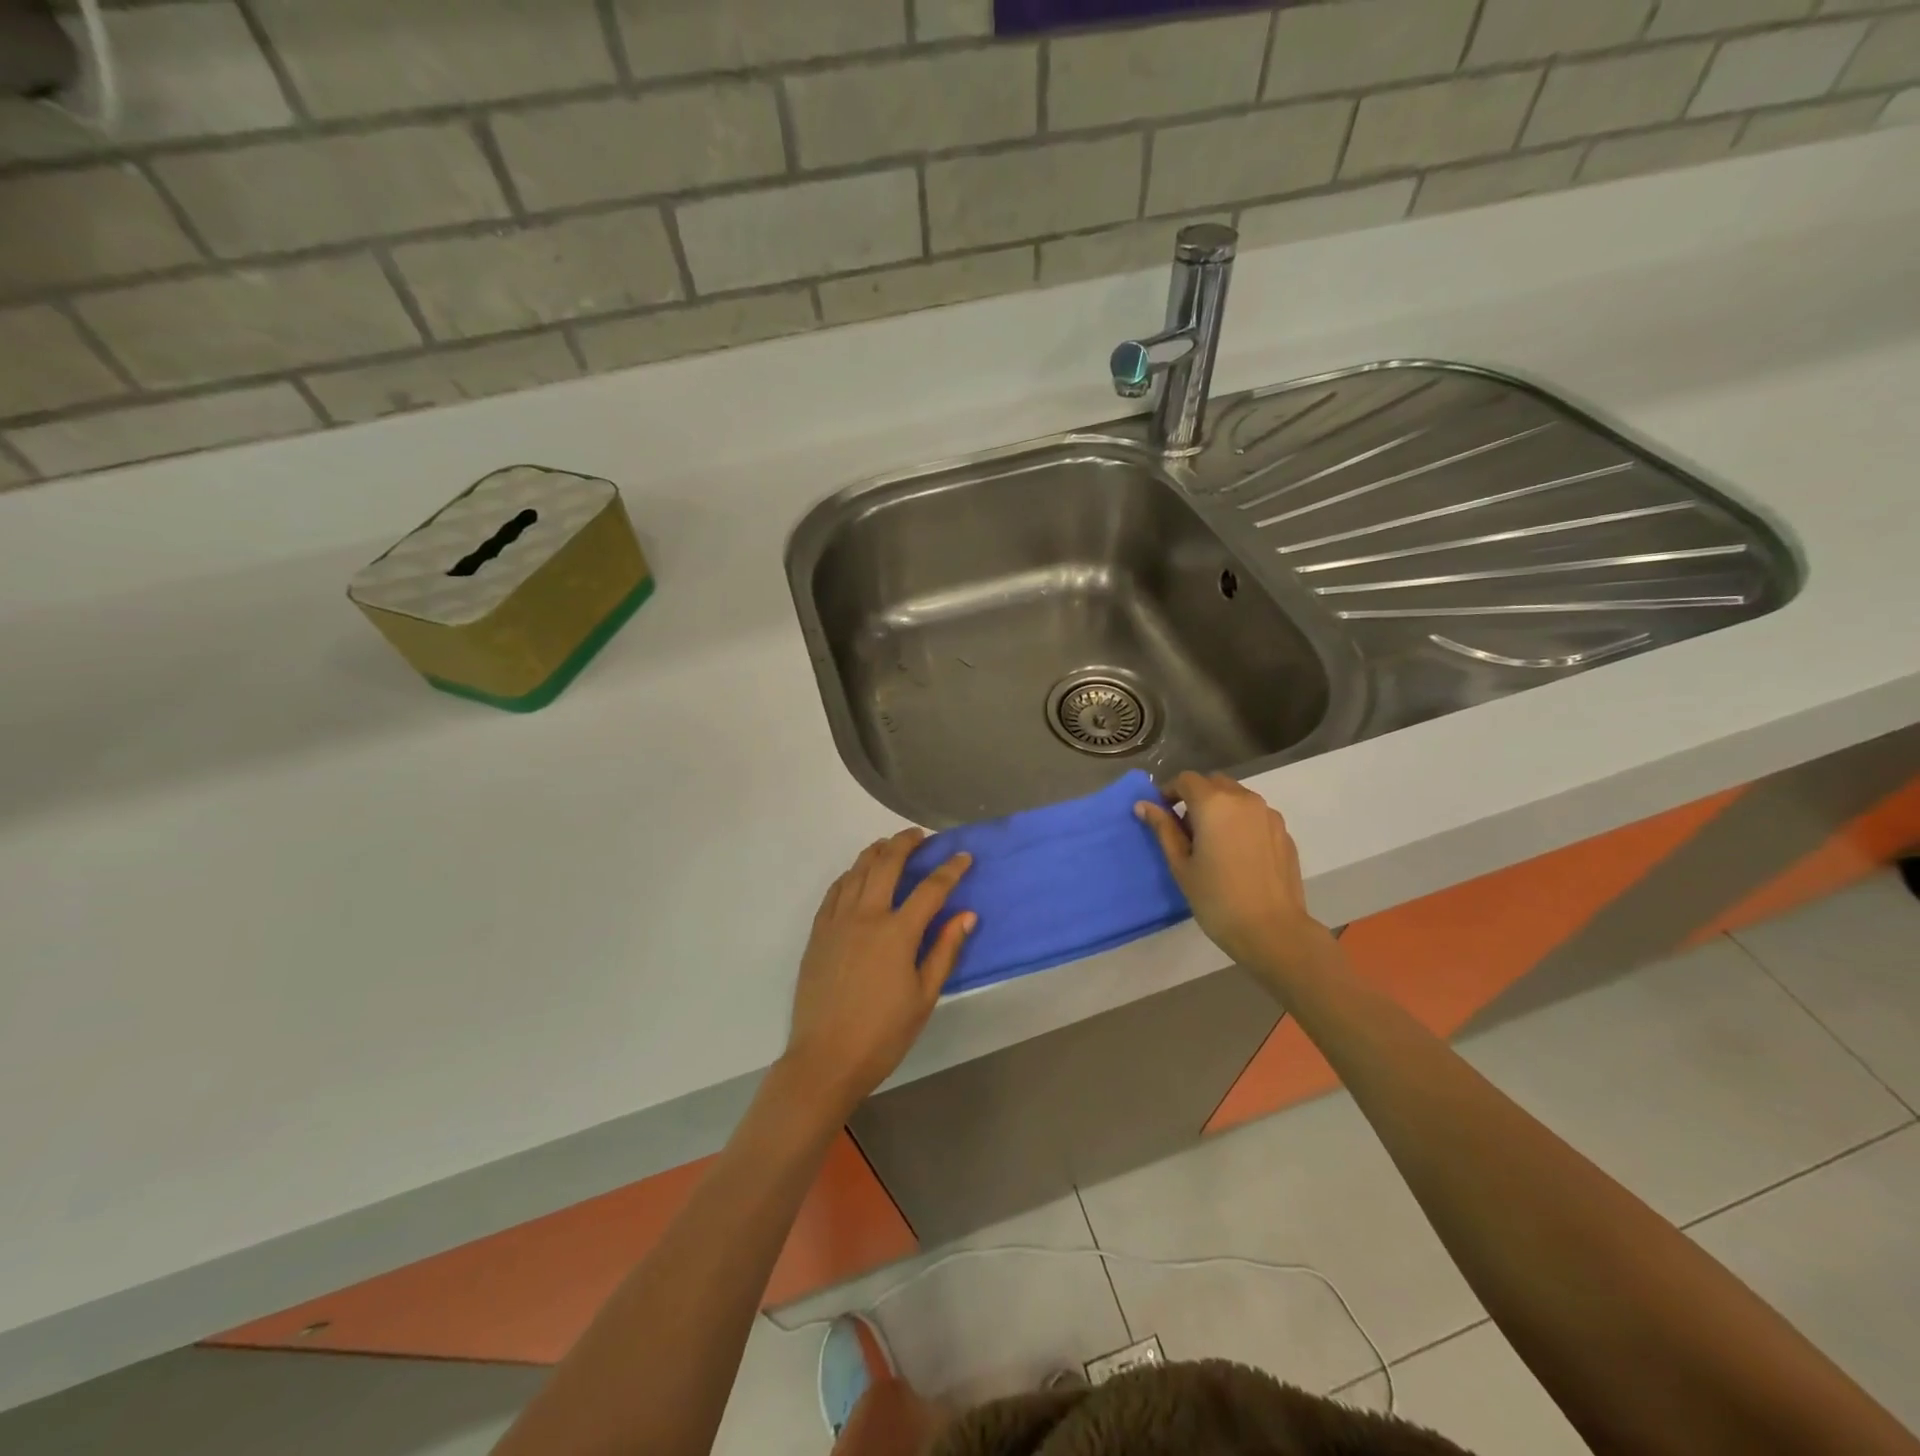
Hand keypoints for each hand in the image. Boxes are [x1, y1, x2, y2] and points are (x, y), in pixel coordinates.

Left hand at [782, 829, 974, 1119]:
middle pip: (887, 864)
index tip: (963, 856)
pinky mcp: (818, 932)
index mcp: (897, 933)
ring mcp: (837, 921)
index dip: (950, 869)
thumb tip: (967, 915)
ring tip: (890, 844)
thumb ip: (945, 950)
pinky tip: (857, 874)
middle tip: (920, 836)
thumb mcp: (925, 996)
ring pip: (857, 871)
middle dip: (906, 843)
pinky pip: (835, 890)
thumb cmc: (883, 1033)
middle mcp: (866, 916)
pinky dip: (850, 875)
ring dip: (876, 851)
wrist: (825, 1058)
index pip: (931, 889)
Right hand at [1135, 772, 1337, 988]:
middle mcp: (1244, 799)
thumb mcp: (1181, 864)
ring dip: (1220, 808)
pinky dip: (1241, 823)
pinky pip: (1256, 816)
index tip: (1162, 814)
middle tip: (1186, 829)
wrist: (1272, 930)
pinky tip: (1237, 855)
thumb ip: (1164, 829)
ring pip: (1237, 797)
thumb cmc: (1216, 898)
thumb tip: (1144, 806)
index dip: (1170, 791)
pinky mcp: (1284, 833)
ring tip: (1213, 842)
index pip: (1186, 780)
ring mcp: (1269, 815)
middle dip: (1196, 797)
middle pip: (1214, 783)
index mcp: (1214, 803)